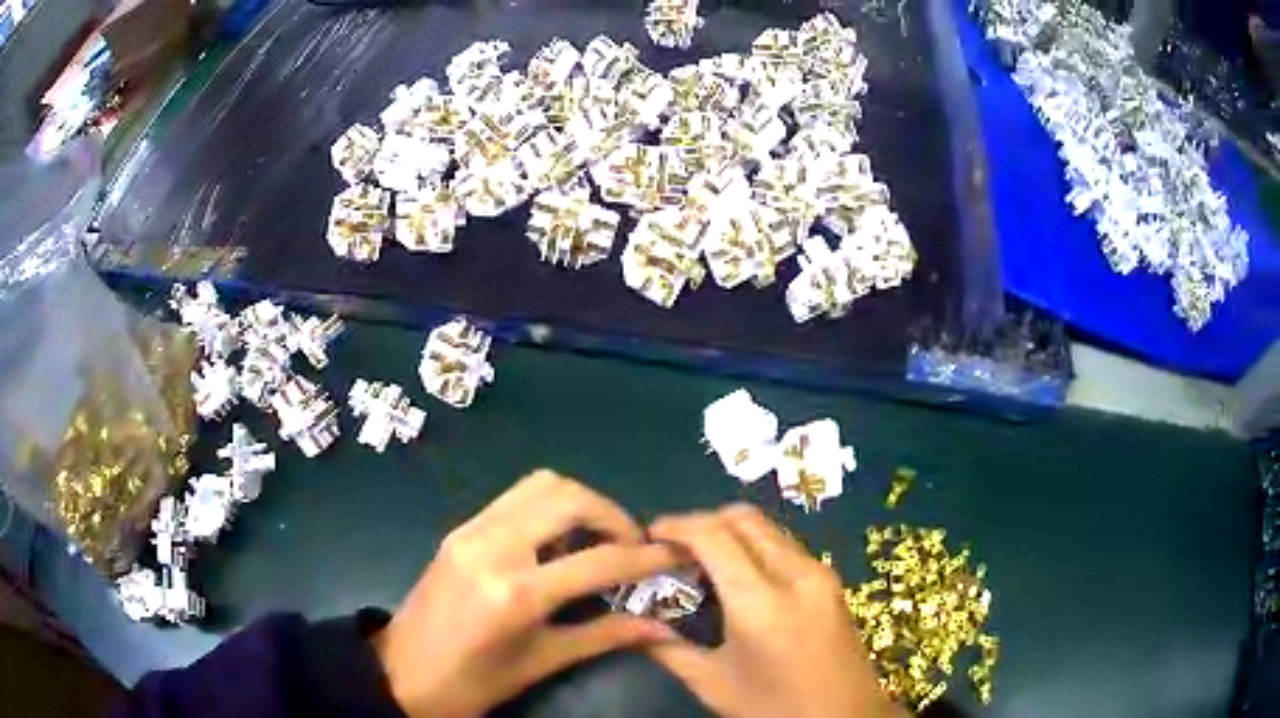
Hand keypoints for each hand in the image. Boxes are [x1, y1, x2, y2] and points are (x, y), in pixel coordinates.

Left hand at [371, 470, 681, 717]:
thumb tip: (663, 627)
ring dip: (581, 503)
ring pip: (540, 485)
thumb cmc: (473, 682)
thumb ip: (605, 636)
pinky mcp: (460, 529)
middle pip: (568, 497)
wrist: (401, 673)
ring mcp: (471, 531)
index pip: (599, 560)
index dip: (646, 557)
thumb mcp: (542, 663)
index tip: (674, 555)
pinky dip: (550, 506)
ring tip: (598, 539)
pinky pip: (516, 498)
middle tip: (631, 546)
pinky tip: (559, 541)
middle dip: (613, 515)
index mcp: (516, 592)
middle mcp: (494, 547)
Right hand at [646, 504, 907, 717]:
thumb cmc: (774, 709)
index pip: (713, 536)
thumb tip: (636, 625)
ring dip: (730, 532)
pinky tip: (737, 576)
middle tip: (674, 548)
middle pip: (744, 519)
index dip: (677, 526)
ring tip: (701, 562)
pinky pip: (785, 545)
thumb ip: (669, 649)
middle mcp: (795, 574)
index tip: (650, 534)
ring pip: (767, 528)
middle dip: (703, 522)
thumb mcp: (713, 685)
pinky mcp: (831, 581)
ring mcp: (819, 574)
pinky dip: (753, 546)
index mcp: (761, 602)